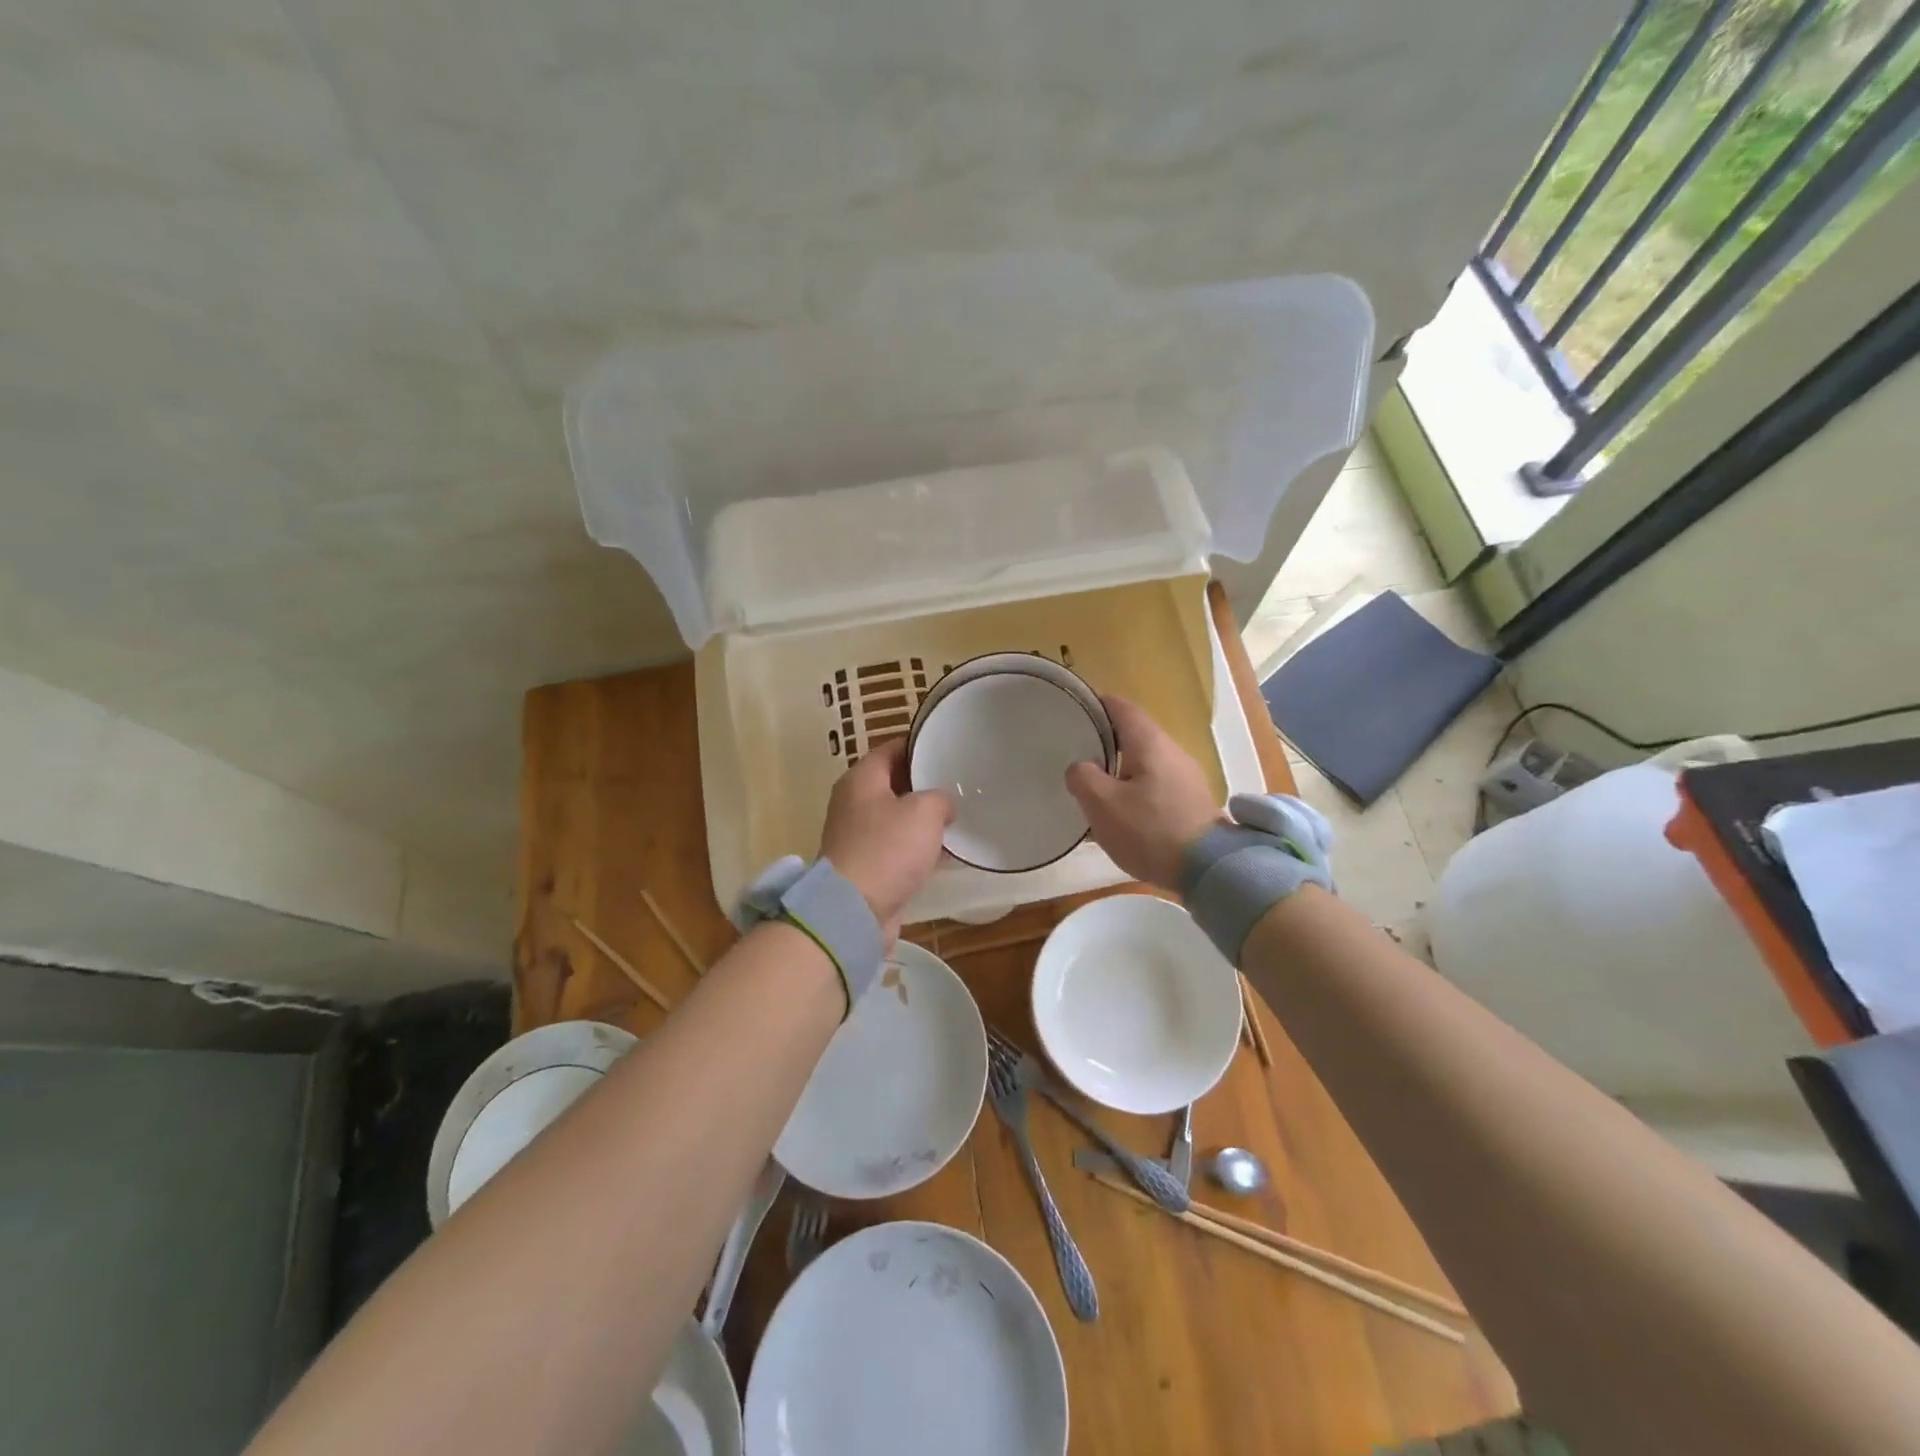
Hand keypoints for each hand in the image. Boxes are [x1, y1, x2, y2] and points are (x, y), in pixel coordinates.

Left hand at [819, 738, 953, 939]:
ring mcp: (858, 835)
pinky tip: (945, 851)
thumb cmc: (887, 849)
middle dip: (925, 783)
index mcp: (861, 779)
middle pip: (894, 782)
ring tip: (957, 816)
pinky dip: (918, 846)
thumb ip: (940, 798)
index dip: (921, 745)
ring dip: (924, 818)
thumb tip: (943, 805)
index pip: (893, 748)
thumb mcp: (924, 811)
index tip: (948, 747)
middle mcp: (854, 802)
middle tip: (959, 783)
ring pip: (897, 816)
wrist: (855, 910)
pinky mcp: (867, 865)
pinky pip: (897, 846)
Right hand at [1064, 696, 1223, 891]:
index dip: (1096, 703)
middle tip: (1076, 751)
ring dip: (1119, 769)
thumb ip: (1083, 777)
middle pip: (1134, 734)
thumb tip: (1080, 768)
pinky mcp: (1192, 802)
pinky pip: (1156, 784)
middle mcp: (1171, 751)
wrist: (1208, 870)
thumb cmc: (1149, 830)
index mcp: (1149, 742)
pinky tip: (1121, 813)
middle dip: (1105, 740)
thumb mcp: (1102, 804)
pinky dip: (1135, 789)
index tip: (1074, 709)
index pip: (1121, 707)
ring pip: (1144, 762)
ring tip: (1093, 786)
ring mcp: (1186, 777)